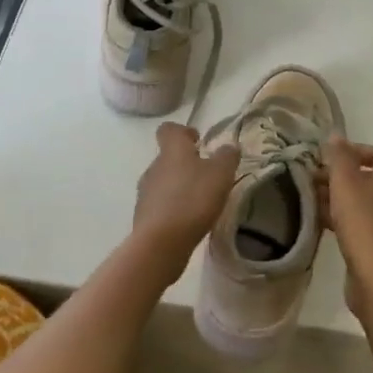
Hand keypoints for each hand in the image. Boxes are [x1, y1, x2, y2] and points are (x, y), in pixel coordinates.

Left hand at [131, 123, 239, 280]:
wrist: (161, 242)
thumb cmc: (193, 199)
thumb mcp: (220, 174)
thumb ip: (227, 157)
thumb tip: (229, 146)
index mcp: (172, 150)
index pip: (168, 129)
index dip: (183, 131)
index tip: (198, 141)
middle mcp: (154, 166)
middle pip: (167, 157)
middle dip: (185, 163)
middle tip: (206, 176)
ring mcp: (145, 191)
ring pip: (163, 181)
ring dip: (178, 186)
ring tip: (199, 201)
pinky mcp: (143, 215)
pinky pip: (160, 204)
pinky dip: (172, 207)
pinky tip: (187, 220)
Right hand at [322, 137, 372, 322]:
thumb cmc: (362, 223)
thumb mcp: (345, 182)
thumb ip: (339, 157)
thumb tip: (336, 136)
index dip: (358, 150)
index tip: (332, 157)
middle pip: (369, 178)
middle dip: (341, 175)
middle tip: (315, 179)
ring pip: (363, 201)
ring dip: (339, 197)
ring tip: (313, 200)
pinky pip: (361, 223)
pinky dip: (342, 218)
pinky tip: (322, 224)